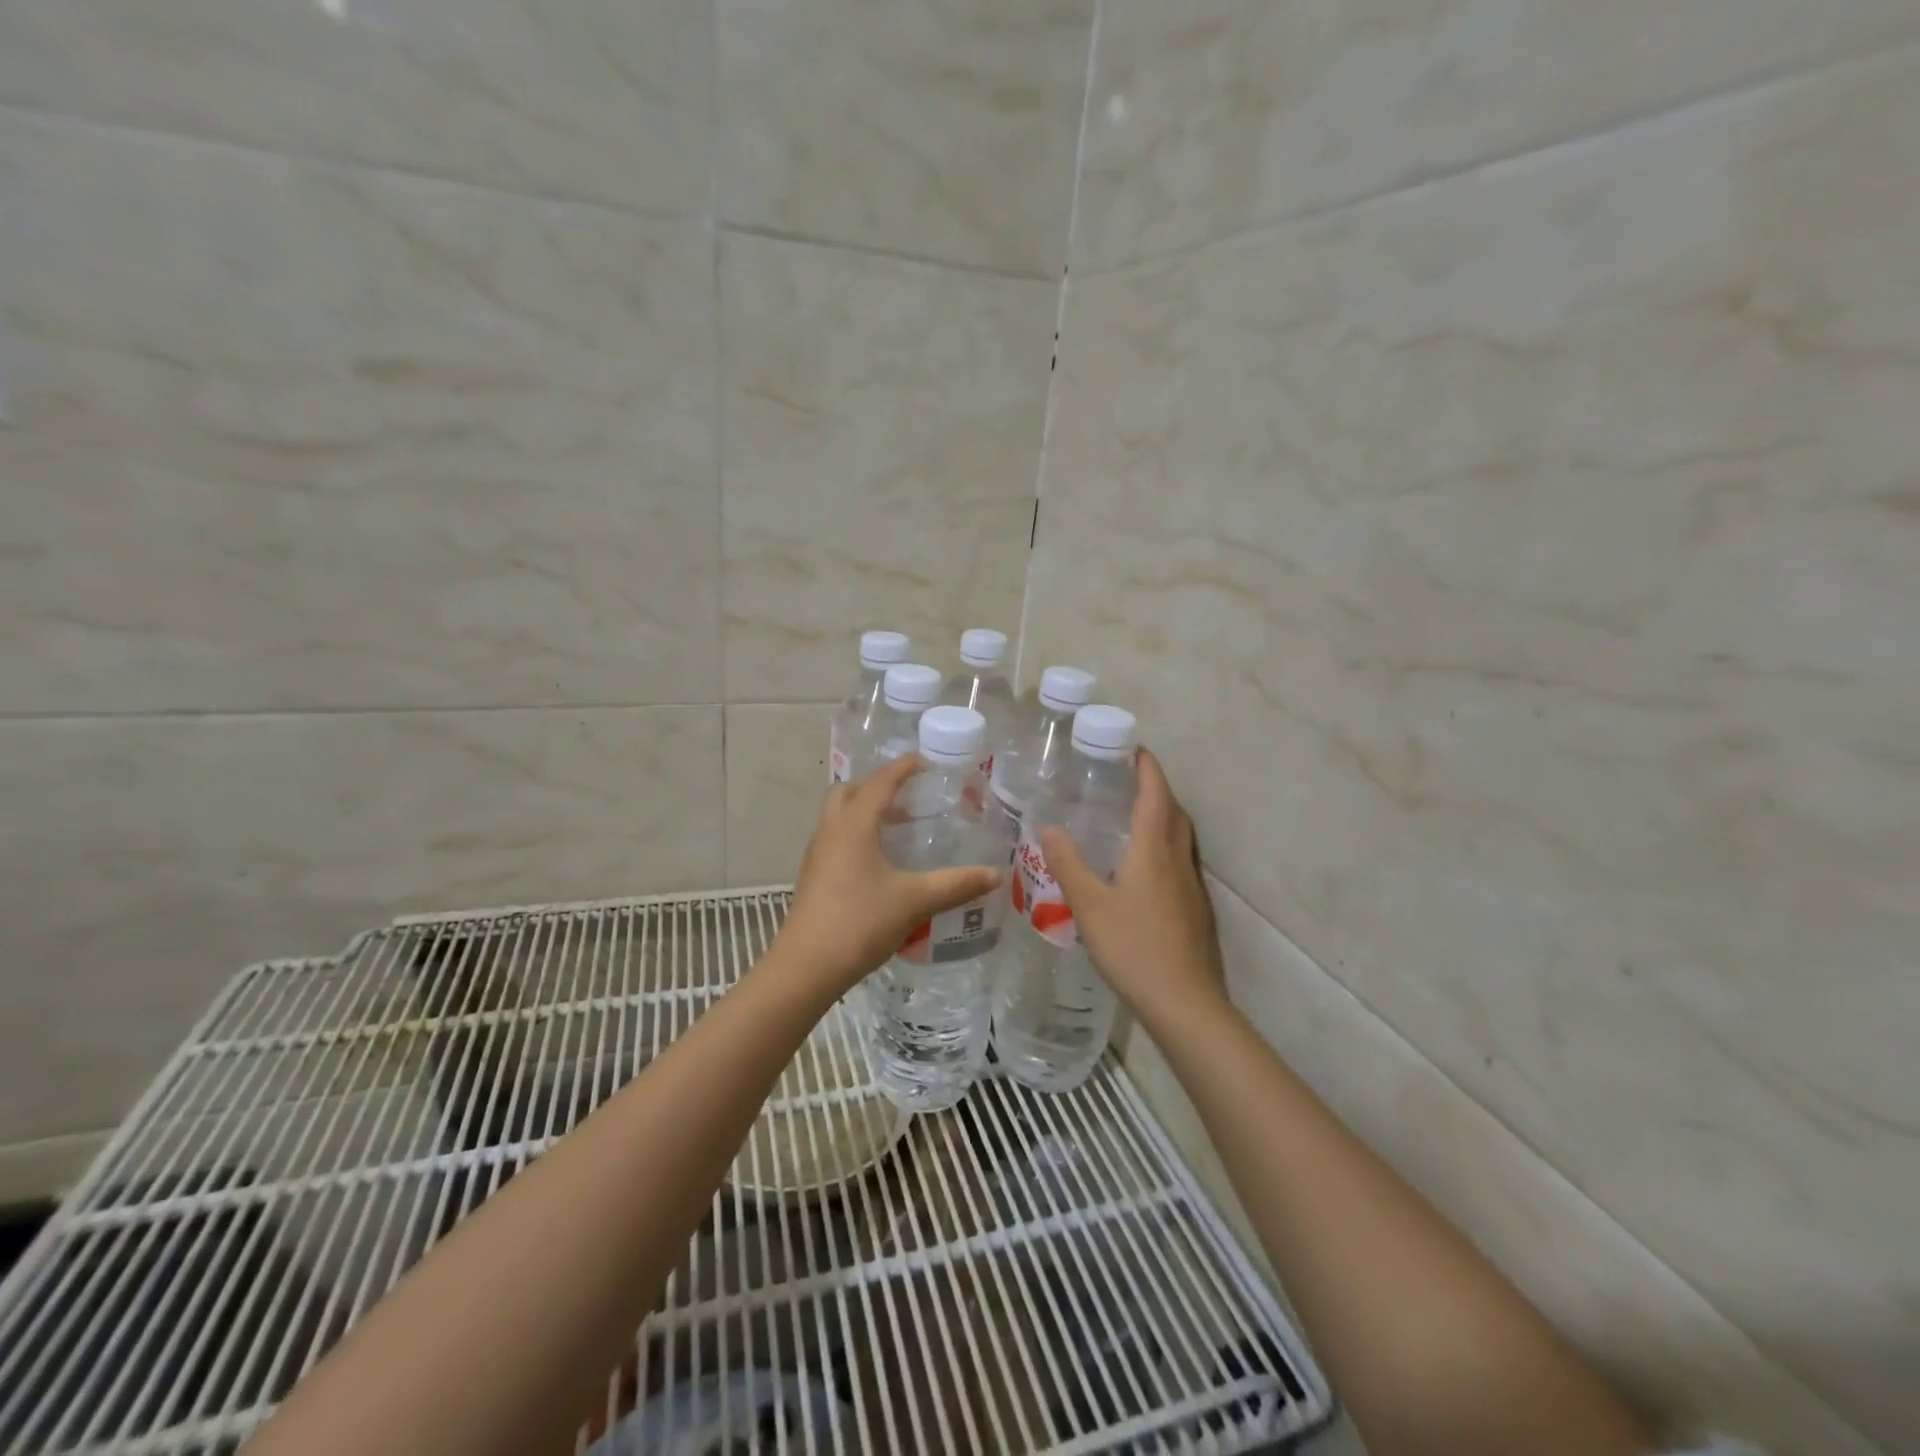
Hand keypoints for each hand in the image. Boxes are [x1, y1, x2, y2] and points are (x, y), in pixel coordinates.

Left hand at [776, 754, 1002, 994]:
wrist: (806, 967)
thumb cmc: (860, 923)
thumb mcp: (915, 901)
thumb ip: (956, 884)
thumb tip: (995, 875)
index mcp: (854, 825)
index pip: (880, 782)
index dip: (902, 768)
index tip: (925, 761)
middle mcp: (831, 831)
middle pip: (849, 791)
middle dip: (877, 784)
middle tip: (908, 792)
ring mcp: (817, 854)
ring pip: (839, 815)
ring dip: (865, 809)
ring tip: (899, 823)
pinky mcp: (813, 876)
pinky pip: (836, 838)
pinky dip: (857, 833)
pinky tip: (880, 859)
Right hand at [1040, 748, 1229, 1023]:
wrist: (1185, 1002)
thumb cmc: (1133, 946)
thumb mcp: (1088, 904)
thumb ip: (1067, 863)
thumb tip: (1049, 826)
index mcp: (1154, 849)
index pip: (1155, 793)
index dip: (1147, 767)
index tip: (1134, 749)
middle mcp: (1179, 859)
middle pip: (1174, 811)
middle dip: (1156, 789)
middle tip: (1128, 781)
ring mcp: (1192, 886)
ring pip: (1182, 838)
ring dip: (1164, 818)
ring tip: (1134, 819)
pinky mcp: (1197, 910)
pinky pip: (1182, 862)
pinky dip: (1166, 848)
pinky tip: (1143, 871)